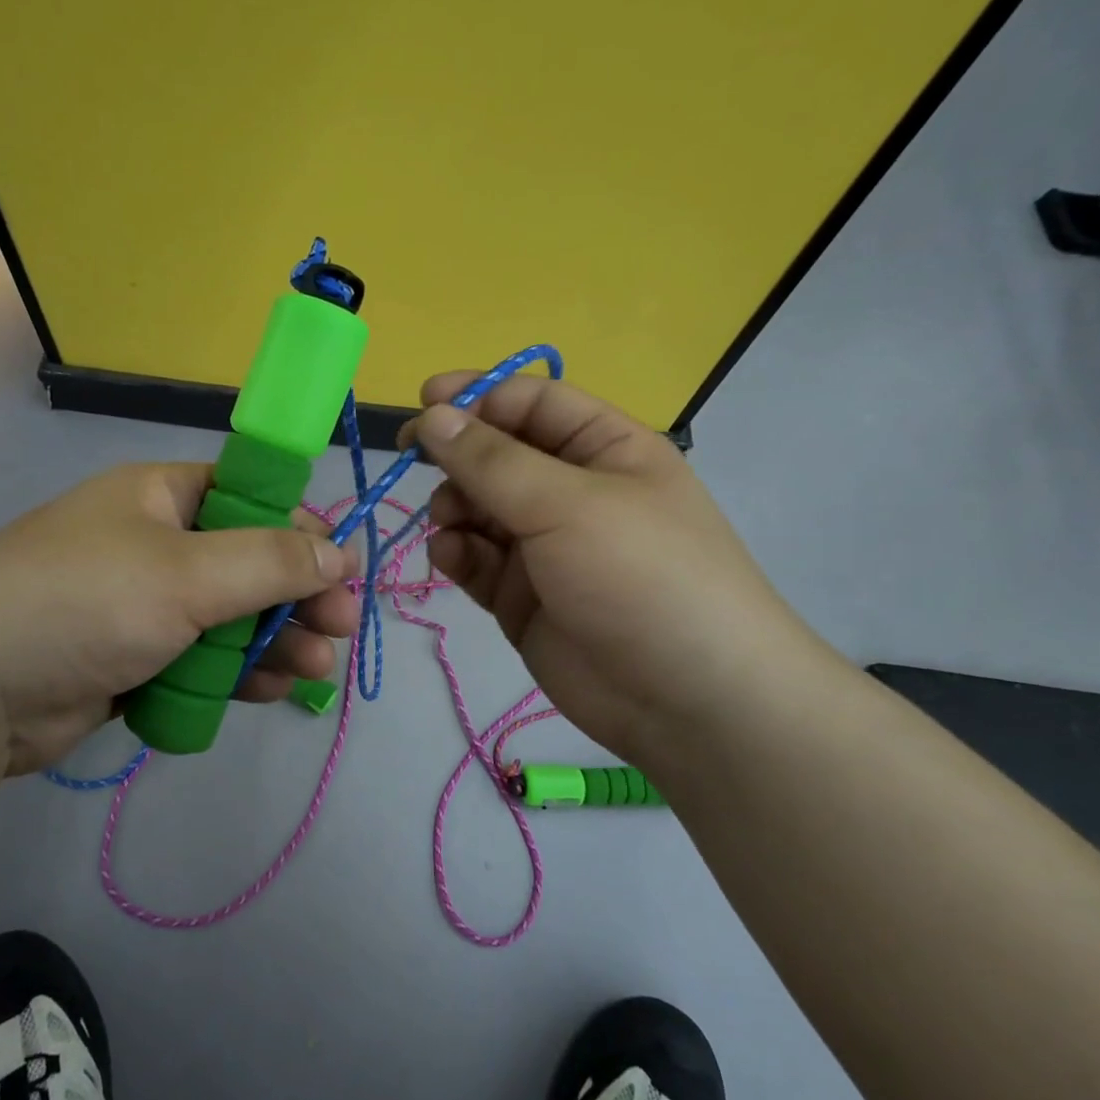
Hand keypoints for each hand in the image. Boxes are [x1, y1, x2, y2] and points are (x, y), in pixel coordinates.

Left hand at [0, 463, 359, 778]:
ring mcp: (142, 605)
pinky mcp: (133, 659)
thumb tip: (338, 553)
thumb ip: (269, 561)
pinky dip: (234, 673)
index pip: (249, 499)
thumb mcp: (188, 572)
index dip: (300, 531)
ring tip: (313, 669)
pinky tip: (267, 690)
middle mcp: (154, 543)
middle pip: (246, 564)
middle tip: (340, 629)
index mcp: (160, 497)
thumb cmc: (87, 602)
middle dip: (296, 597)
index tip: (342, 570)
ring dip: (273, 640)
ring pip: (228, 617)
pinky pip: (199, 658)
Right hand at [403, 373, 832, 761]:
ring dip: (453, 507)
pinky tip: (451, 557)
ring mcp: (544, 546)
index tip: (422, 404)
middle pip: (496, 455)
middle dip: (456, 457)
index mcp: (604, 449)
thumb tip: (432, 416)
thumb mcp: (566, 504)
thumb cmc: (640, 576)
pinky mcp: (521, 595)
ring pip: (478, 508)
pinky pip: (475, 559)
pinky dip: (456, 552)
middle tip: (413, 462)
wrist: (686, 703)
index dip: (477, 396)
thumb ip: (490, 460)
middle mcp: (572, 492)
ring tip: (449, 524)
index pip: (531, 402)